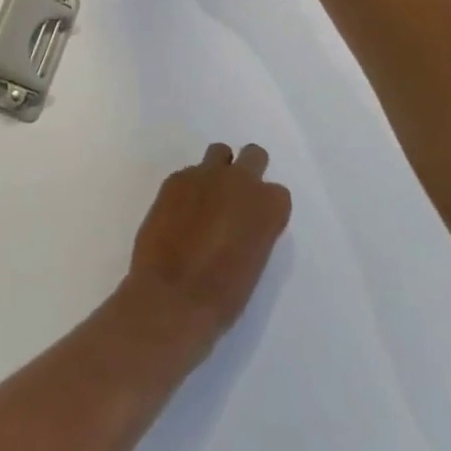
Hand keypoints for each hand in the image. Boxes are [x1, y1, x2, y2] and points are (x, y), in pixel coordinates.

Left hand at [124, 143, 293, 348]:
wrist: (172, 296)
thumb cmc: (223, 295)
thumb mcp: (254, 263)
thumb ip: (254, 231)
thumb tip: (241, 223)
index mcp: (268, 206)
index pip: (277, 193)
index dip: (266, 208)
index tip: (256, 223)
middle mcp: (240, 181)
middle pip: (254, 155)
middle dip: (248, 172)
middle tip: (236, 199)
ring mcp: (205, 175)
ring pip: (219, 153)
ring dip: (218, 170)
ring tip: (207, 199)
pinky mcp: (175, 179)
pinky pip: (189, 173)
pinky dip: (189, 188)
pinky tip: (179, 213)